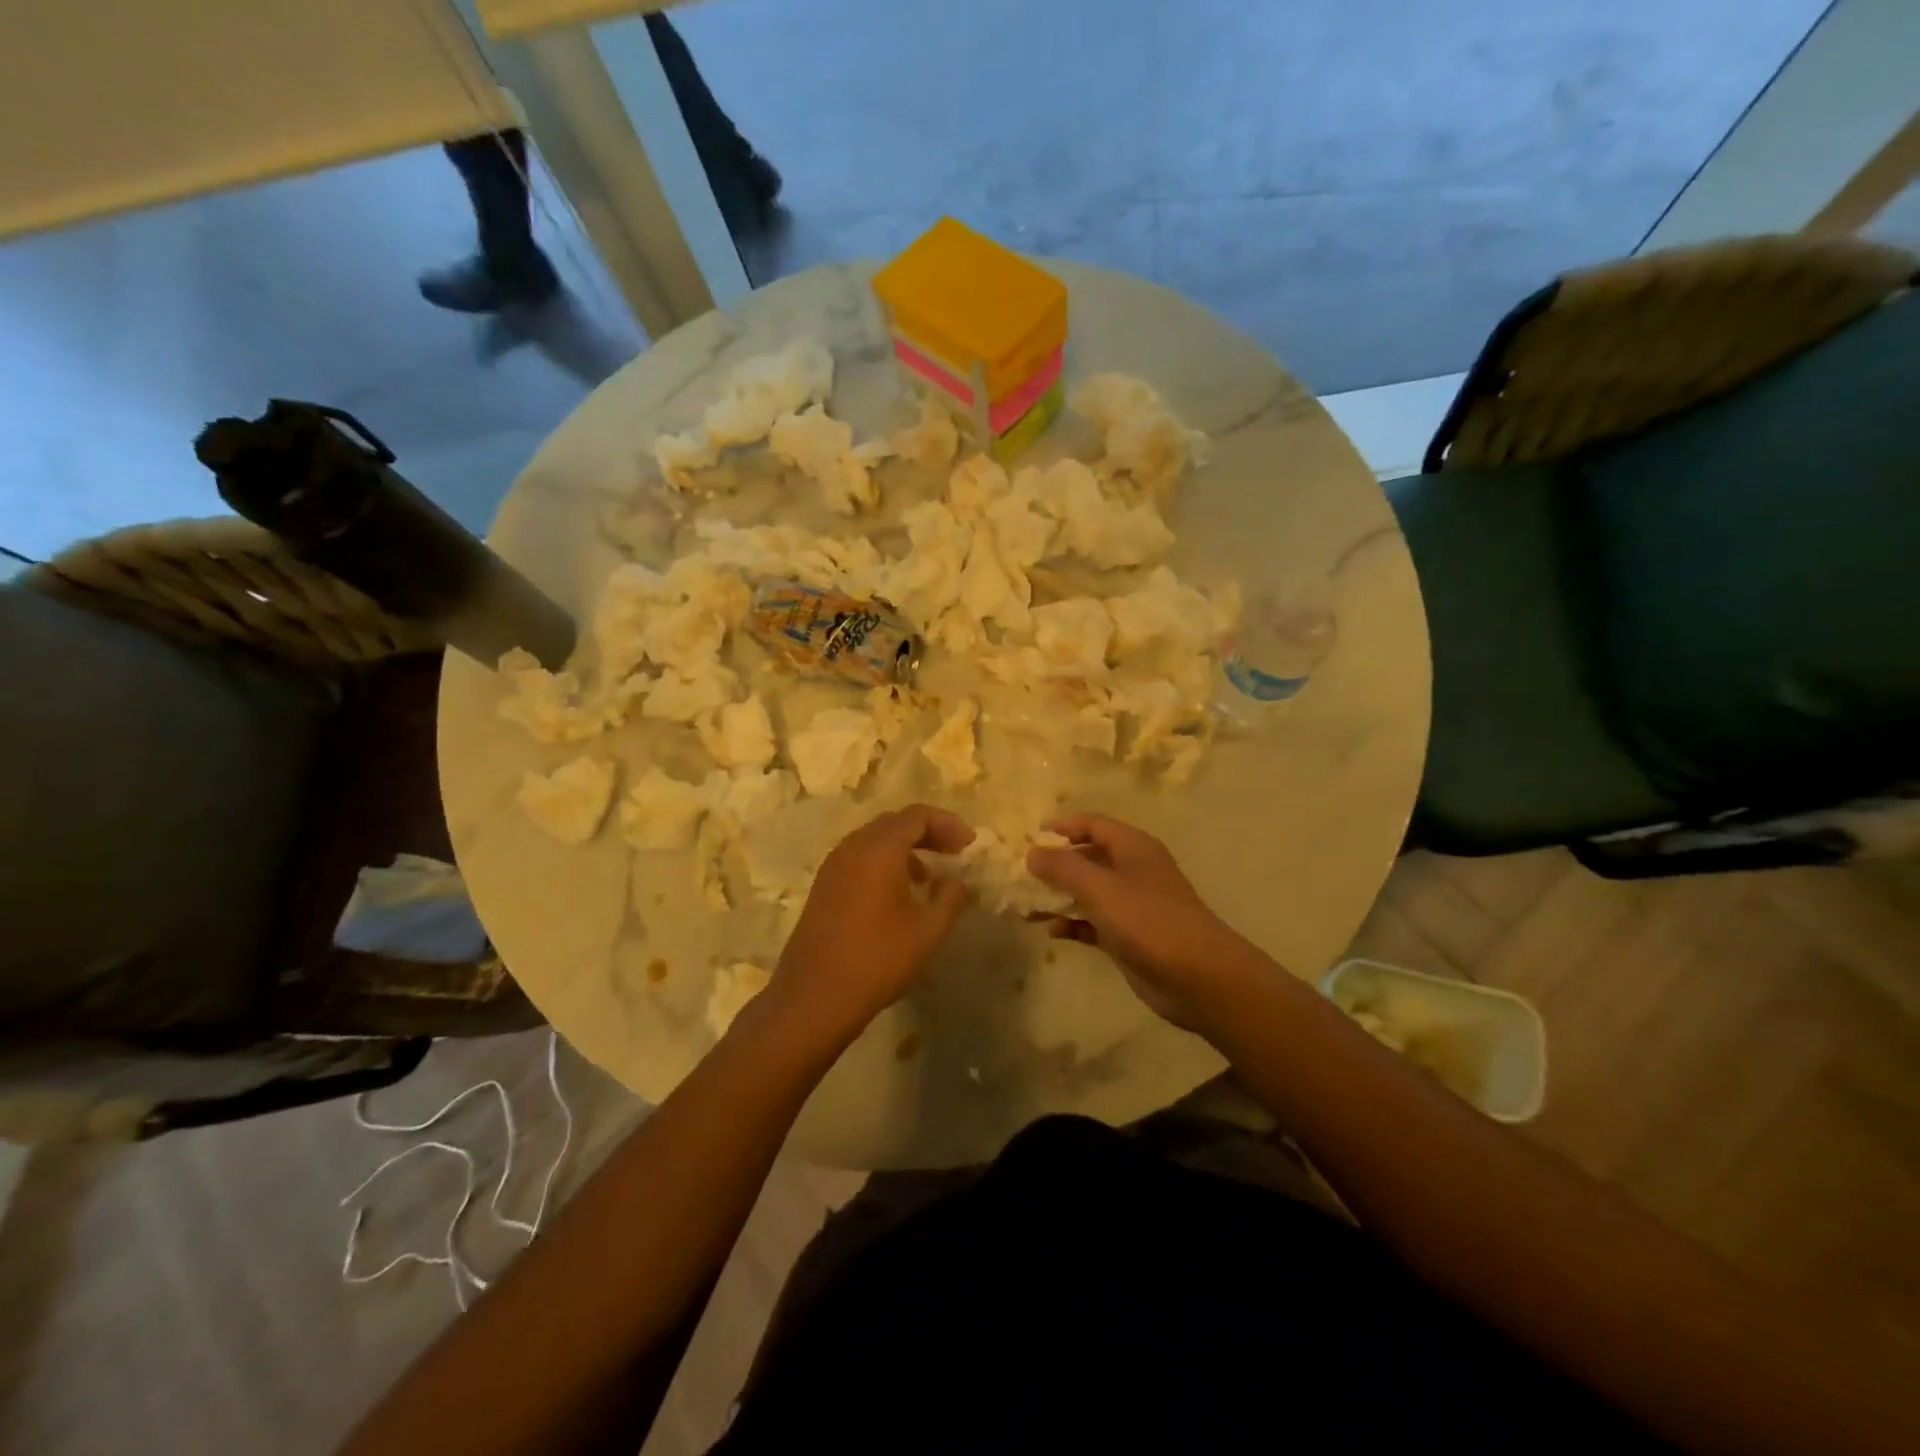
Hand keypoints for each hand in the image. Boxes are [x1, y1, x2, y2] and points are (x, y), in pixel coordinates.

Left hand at [769, 804, 974, 1045]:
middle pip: (895, 822)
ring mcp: (833, 866)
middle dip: (928, 832)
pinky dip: (885, 862)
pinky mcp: (824, 886)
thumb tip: (957, 881)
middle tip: (954, 853)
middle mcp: (852, 847)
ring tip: (929, 876)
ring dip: (906, 848)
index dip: (948, 824)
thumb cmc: (877, 960)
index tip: (969, 845)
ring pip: (875, 840)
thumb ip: (951, 898)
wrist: (814, 997)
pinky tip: (898, 894)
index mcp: (878, 849)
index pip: (917, 815)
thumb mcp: (928, 931)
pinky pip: (860, 858)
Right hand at [1027, 814, 1258, 1030]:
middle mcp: (1132, 870)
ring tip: (1025, 909)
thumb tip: (1032, 851)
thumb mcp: (1100, 888)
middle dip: (1055, 866)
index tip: (1030, 837)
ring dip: (1058, 898)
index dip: (1062, 827)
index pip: (1092, 824)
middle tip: (1021, 876)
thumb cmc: (1148, 920)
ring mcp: (1132, 905)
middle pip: (1087, 858)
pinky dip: (1073, 924)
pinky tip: (1052, 933)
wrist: (1198, 977)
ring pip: (1087, 893)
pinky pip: (1093, 922)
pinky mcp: (1129, 936)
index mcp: (1132, 847)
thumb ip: (1063, 867)